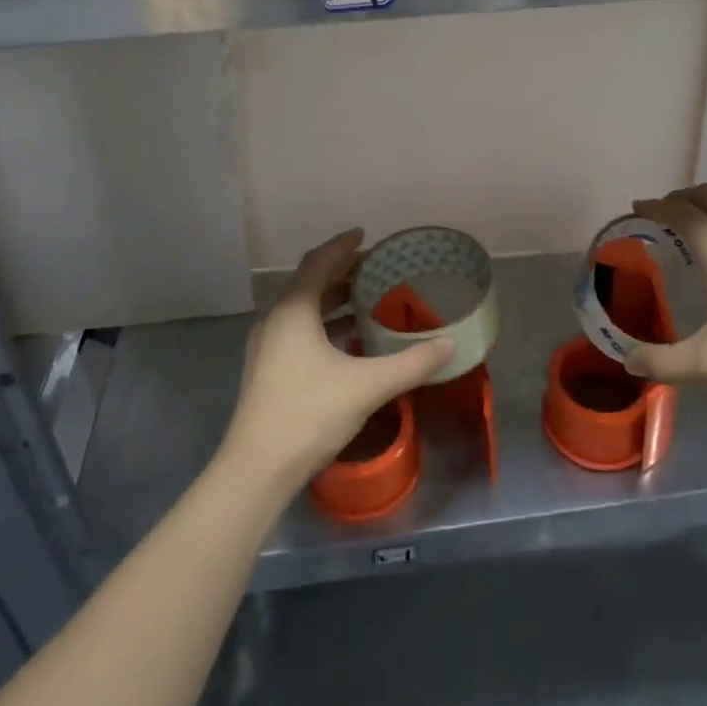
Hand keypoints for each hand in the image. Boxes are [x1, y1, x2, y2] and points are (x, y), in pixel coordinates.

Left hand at [219, 229, 452, 489]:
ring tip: (367, 298)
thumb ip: (411, 363)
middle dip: (342, 271)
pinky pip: (298, 330)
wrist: (256, 471)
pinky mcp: (268, 370)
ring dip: (333, 299)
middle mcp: (276, 319)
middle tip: (375, 267)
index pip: (319, 261)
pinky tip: (348, 340)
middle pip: (310, 282)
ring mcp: (267, 346)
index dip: (343, 245)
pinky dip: (324, 323)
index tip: (365, 235)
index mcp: (293, 309)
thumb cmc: (309, 413)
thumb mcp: (367, 385)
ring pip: (303, 309)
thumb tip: (450, 344)